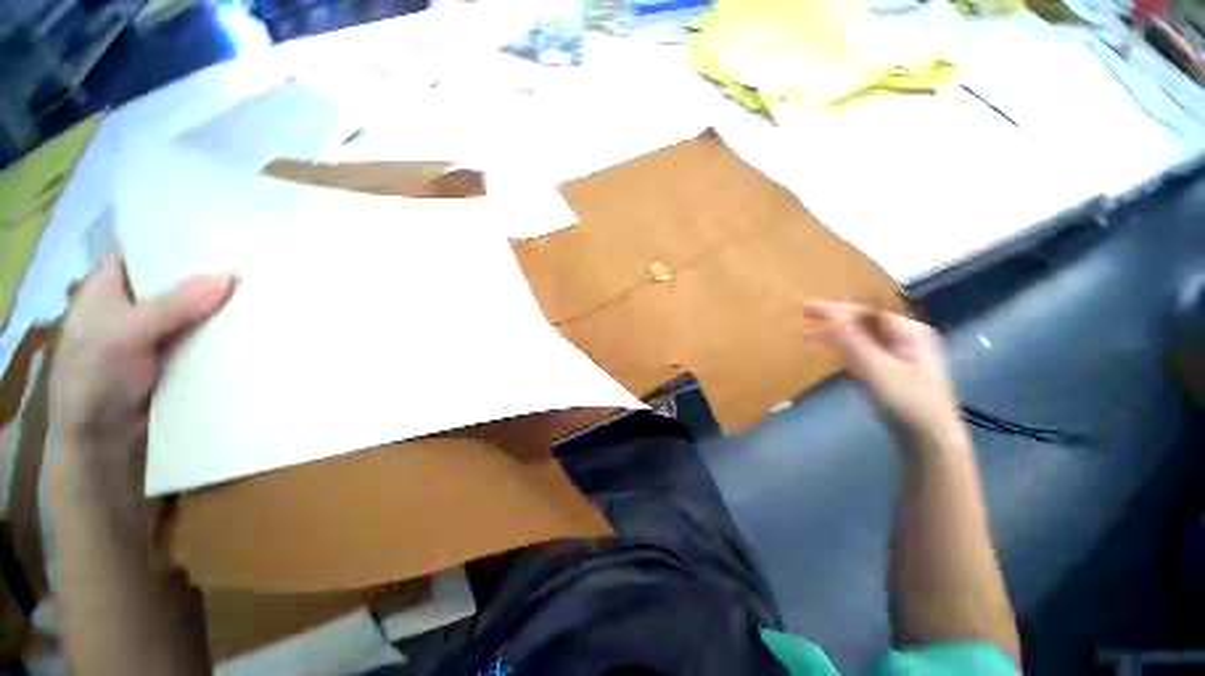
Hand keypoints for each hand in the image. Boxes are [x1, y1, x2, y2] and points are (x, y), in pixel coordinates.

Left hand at [49, 256, 231, 503]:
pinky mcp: (180, 355)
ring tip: (265, 290)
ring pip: (196, 310)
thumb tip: (229, 277)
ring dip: (223, 305)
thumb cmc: (95, 379)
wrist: (103, 439)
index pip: (144, 251)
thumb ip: (172, 306)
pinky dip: (226, 331)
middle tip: (255, 261)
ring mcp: (159, 332)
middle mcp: (136, 305)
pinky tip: (254, 324)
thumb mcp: (124, 335)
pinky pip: (207, 335)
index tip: (220, 234)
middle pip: (176, 281)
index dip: (175, 241)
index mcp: (109, 288)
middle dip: (210, 273)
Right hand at [805, 301, 962, 443]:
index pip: (867, 311)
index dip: (836, 309)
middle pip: (865, 320)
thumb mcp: (877, 368)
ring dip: (838, 331)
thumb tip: (829, 315)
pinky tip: (833, 349)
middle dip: (835, 317)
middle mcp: (906, 336)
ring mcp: (900, 353)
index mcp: (909, 331)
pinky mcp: (892, 368)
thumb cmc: (907, 400)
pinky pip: (865, 348)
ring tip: (811, 332)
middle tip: (805, 314)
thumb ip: (852, 340)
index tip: (808, 310)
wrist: (929, 438)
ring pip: (863, 334)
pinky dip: (846, 345)